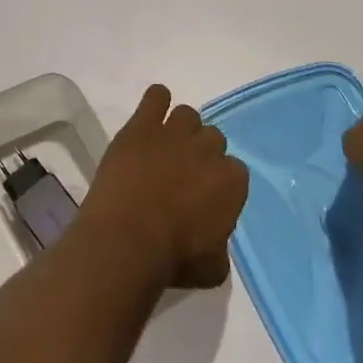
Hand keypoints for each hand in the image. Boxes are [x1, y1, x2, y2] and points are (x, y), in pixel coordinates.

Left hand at [79, 84, 249, 289]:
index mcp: (231, 182)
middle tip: (181, 172)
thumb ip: (221, 243)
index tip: (204, 194)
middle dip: (200, 152)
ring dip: (179, 128)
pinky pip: (157, 96)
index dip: (218, 181)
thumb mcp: (214, 267)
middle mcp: (208, 149)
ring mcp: (174, 132)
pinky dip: (156, 100)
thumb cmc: (173, 259)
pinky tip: (150, 114)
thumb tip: (214, 236)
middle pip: (212, 138)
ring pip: (187, 114)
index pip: (234, 171)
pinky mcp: (143, 124)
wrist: (127, 238)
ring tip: (163, 147)